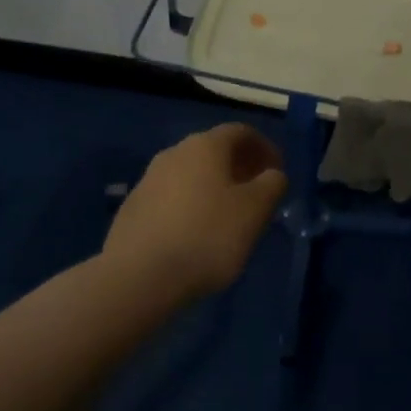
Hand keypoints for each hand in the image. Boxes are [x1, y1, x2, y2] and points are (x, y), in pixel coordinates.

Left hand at [103, 123, 287, 302]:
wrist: (137, 277)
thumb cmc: (207, 236)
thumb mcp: (255, 211)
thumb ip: (272, 185)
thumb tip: (272, 175)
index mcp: (205, 146)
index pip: (241, 132)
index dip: (264, 148)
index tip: (278, 172)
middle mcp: (174, 153)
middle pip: (214, 151)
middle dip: (239, 167)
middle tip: (257, 193)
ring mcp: (148, 180)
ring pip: (191, 174)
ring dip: (213, 187)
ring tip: (229, 217)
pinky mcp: (132, 209)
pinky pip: (171, 198)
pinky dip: (190, 206)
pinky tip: (196, 235)